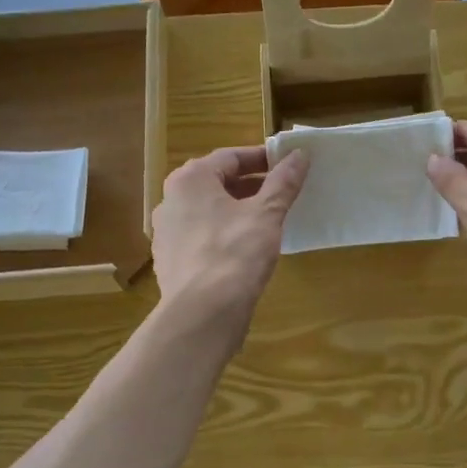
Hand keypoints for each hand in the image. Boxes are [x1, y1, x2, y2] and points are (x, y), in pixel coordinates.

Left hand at [151, 145, 308, 342]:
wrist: (202, 313)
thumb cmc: (235, 253)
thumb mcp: (267, 214)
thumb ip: (283, 182)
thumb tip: (300, 154)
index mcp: (190, 180)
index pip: (230, 157)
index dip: (262, 158)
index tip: (287, 165)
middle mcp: (170, 200)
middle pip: (216, 183)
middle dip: (250, 186)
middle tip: (282, 193)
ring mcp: (166, 233)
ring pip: (207, 211)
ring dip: (237, 211)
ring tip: (268, 221)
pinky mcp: (170, 261)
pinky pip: (201, 237)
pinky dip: (223, 235)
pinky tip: (245, 250)